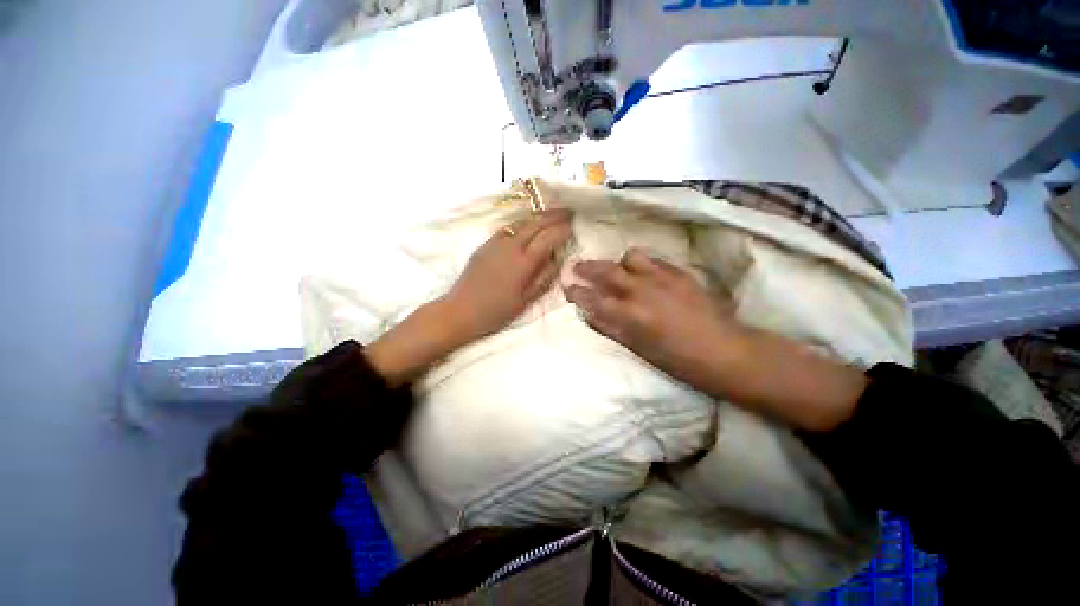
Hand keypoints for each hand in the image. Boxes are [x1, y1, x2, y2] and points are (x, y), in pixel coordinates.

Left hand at [368, 210, 571, 386]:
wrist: (460, 310)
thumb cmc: (496, 311)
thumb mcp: (525, 301)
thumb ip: (544, 278)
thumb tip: (557, 259)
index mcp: (523, 262)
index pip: (548, 238)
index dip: (562, 229)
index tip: (573, 224)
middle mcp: (510, 246)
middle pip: (535, 224)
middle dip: (554, 215)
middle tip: (568, 212)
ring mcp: (495, 243)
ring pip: (521, 222)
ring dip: (538, 216)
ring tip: (551, 214)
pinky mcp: (485, 245)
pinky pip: (508, 228)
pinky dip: (522, 223)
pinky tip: (527, 226)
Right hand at [565, 248, 734, 384]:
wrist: (724, 351)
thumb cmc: (677, 360)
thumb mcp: (637, 349)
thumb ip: (611, 328)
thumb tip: (591, 314)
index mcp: (630, 315)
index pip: (593, 298)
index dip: (577, 292)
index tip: (567, 286)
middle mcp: (641, 290)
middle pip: (607, 271)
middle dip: (588, 268)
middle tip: (577, 267)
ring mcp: (661, 278)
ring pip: (630, 257)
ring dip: (619, 263)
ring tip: (618, 271)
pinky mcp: (679, 273)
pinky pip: (653, 260)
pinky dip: (641, 264)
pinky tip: (643, 272)